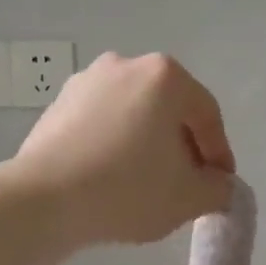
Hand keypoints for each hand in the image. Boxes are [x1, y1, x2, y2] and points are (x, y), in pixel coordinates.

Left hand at [13, 52, 235, 247]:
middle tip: (188, 184)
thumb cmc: (128, 189)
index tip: (220, 185)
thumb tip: (219, 185)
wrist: (44, 199)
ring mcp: (86, 82)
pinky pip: (102, 125)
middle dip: (183, 147)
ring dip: (147, 146)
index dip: (220, 154)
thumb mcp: (189, 198)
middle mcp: (125, 65)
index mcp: (165, 76)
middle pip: (169, 110)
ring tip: (149, 185)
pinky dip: (115, 146)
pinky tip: (113, 179)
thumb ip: (218, 189)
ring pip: (133, 116)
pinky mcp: (57, 105)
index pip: (207, 115)